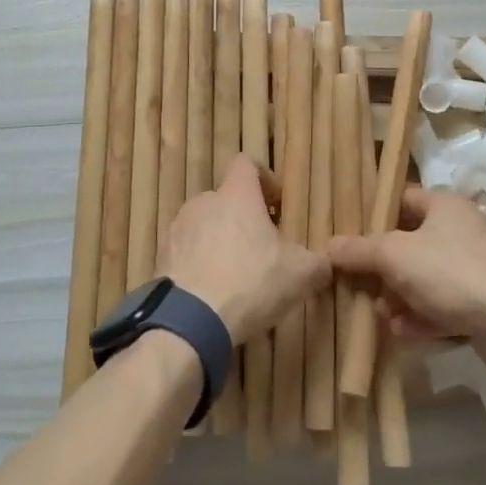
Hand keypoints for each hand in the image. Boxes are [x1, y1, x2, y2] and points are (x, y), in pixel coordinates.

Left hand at [162, 156, 328, 345]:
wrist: (190, 321)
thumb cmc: (251, 282)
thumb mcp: (300, 274)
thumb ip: (316, 264)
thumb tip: (324, 265)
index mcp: (236, 195)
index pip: (245, 163)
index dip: (263, 178)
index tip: (276, 204)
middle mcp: (203, 202)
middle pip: (225, 199)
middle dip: (242, 218)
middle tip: (261, 249)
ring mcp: (177, 229)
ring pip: (204, 225)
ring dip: (219, 241)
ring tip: (235, 275)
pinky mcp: (161, 257)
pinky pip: (186, 252)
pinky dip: (199, 264)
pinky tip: (212, 293)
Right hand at [327, 188, 485, 350]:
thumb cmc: (451, 273)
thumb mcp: (394, 256)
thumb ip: (359, 250)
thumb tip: (327, 247)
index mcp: (445, 205)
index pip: (401, 200)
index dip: (374, 217)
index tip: (350, 238)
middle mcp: (463, 229)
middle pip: (410, 243)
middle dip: (383, 268)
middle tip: (361, 285)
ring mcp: (477, 266)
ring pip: (426, 277)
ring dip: (400, 296)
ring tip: (380, 316)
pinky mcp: (485, 301)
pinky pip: (444, 303)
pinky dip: (422, 316)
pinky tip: (402, 333)